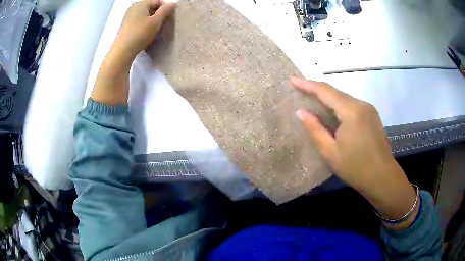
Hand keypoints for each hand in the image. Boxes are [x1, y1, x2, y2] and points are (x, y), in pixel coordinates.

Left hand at [113, 0, 175, 60]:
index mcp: (141, 3)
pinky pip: (138, 21)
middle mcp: (133, 7)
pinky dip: (144, 24)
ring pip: (145, 15)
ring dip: (151, 20)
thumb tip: (172, 4)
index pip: (158, 1)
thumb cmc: (140, 34)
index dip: (165, 8)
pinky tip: (145, 33)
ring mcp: (128, 16)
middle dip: (158, 14)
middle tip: (162, 25)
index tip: (168, 18)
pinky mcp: (126, 25)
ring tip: (154, 30)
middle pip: (151, 7)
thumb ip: (165, 10)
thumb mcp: (156, 21)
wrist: (122, 51)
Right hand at [291, 77, 417, 228]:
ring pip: (345, 99)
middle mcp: (362, 104)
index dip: (307, 84)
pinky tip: (333, 114)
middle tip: (300, 90)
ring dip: (329, 99)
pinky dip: (340, 106)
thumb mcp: (330, 152)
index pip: (325, 91)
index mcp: (351, 111)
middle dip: (317, 90)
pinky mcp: (373, 117)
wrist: (383, 178)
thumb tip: (300, 112)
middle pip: (336, 93)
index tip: (292, 79)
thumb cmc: (355, 168)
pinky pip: (352, 106)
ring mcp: (369, 110)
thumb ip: (315, 129)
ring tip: (313, 101)